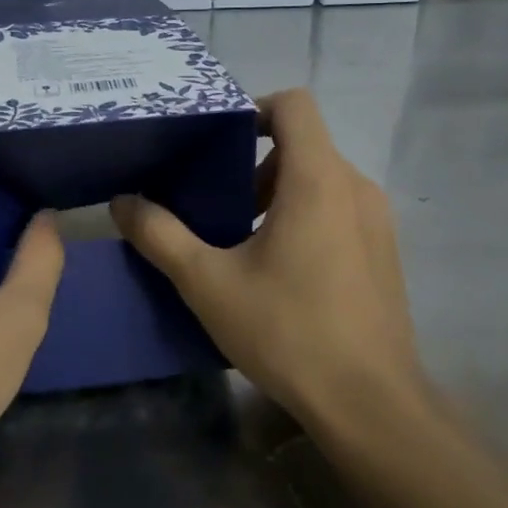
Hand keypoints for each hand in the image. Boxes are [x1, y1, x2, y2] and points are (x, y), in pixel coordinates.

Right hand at [110, 89, 429, 434]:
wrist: (369, 403)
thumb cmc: (287, 331)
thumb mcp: (208, 283)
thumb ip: (160, 235)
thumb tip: (122, 203)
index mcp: (318, 179)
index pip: (294, 105)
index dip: (253, 109)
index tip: (217, 143)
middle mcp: (356, 187)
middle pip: (304, 144)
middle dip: (256, 164)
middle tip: (218, 205)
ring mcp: (377, 221)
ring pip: (322, 180)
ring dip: (279, 194)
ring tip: (243, 241)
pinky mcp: (385, 252)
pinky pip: (340, 210)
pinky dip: (306, 217)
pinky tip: (281, 271)